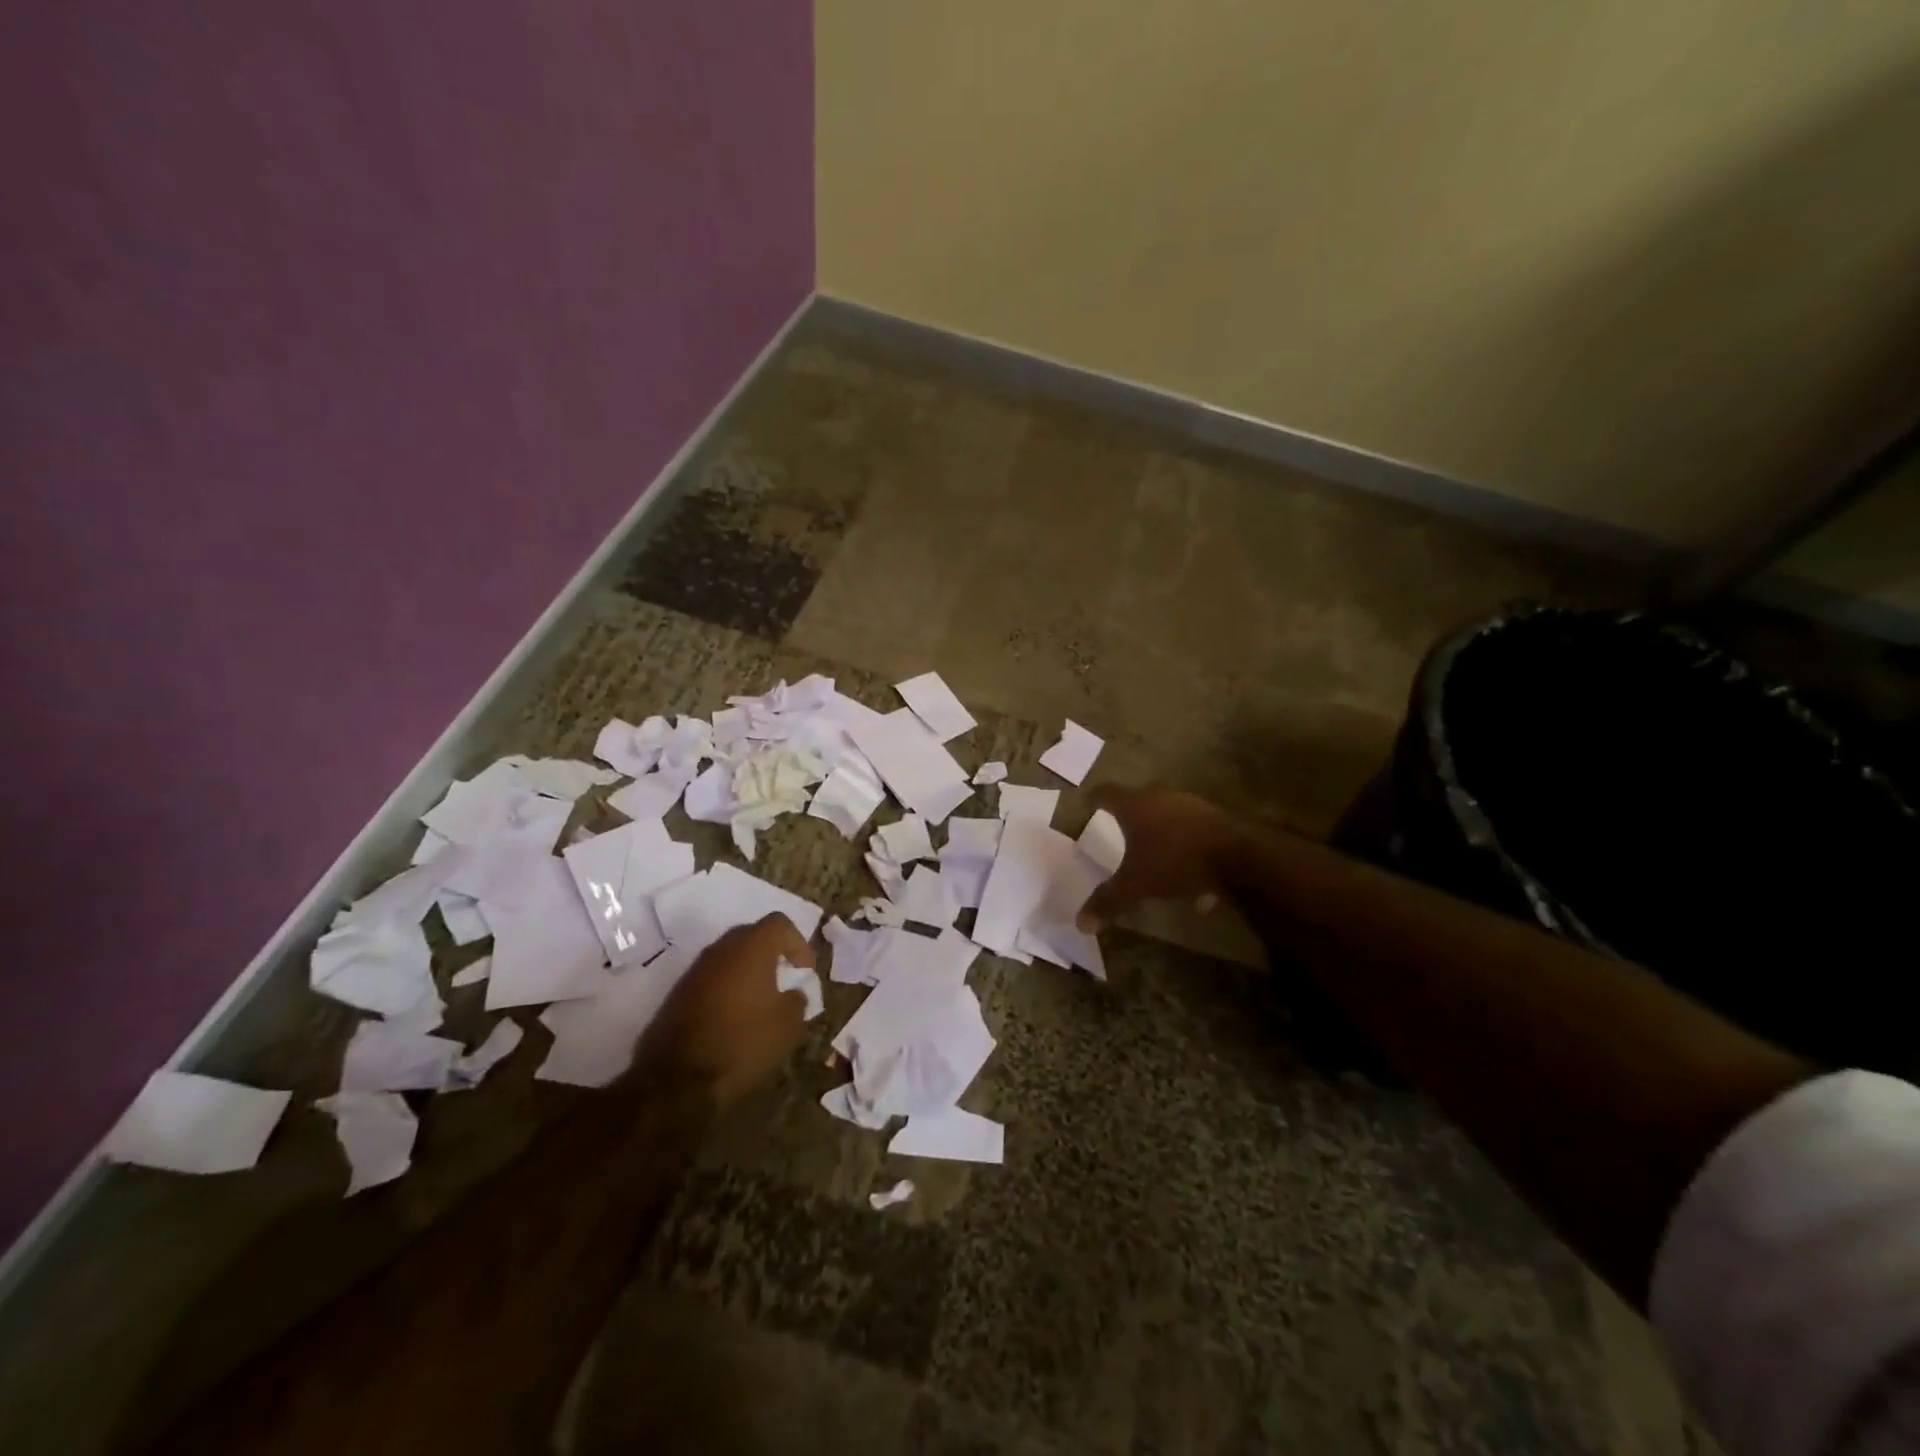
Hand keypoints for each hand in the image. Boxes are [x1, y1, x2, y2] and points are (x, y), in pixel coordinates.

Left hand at [648, 914, 814, 1106]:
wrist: (676, 1081)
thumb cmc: (742, 1043)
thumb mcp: (788, 1026)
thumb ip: (797, 1000)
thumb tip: (792, 993)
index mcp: (751, 947)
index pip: (779, 924)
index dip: (798, 944)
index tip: (803, 973)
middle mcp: (720, 949)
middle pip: (752, 936)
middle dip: (772, 954)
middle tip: (783, 981)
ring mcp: (694, 970)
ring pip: (729, 958)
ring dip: (747, 972)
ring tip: (759, 1003)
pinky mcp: (677, 994)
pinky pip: (711, 979)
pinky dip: (726, 990)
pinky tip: (733, 1019)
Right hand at [1077, 785, 1245, 930]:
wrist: (1237, 858)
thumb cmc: (1174, 863)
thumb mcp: (1136, 886)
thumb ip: (1107, 901)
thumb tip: (1080, 924)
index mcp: (1135, 806)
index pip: (1106, 793)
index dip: (1095, 799)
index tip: (1088, 807)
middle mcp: (1160, 797)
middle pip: (1138, 801)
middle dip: (1129, 817)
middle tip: (1119, 832)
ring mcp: (1190, 804)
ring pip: (1167, 815)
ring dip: (1160, 832)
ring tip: (1156, 858)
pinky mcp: (1215, 817)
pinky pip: (1192, 830)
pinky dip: (1185, 846)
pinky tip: (1192, 877)